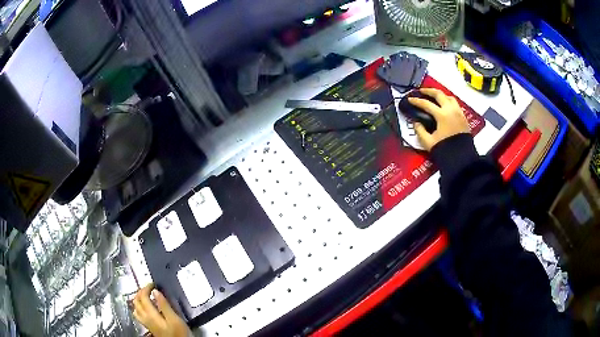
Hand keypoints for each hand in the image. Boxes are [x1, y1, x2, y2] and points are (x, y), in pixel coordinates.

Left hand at [133, 284, 190, 336]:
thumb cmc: (179, 333)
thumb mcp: (175, 319)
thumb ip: (164, 305)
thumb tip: (155, 291)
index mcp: (151, 314)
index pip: (142, 296)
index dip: (146, 288)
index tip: (153, 284)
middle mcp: (145, 318)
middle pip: (136, 301)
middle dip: (140, 291)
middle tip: (149, 287)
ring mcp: (146, 323)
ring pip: (135, 307)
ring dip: (138, 299)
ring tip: (145, 295)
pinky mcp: (149, 327)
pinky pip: (138, 314)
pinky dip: (139, 307)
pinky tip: (145, 308)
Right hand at [409, 88, 470, 151]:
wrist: (462, 160)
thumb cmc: (446, 150)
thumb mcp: (429, 142)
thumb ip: (420, 131)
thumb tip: (416, 123)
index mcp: (442, 115)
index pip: (426, 104)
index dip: (416, 101)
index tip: (410, 99)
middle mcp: (451, 110)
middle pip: (439, 94)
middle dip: (429, 91)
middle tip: (421, 91)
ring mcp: (459, 113)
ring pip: (449, 97)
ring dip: (441, 95)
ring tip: (434, 97)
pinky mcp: (464, 118)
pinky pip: (455, 104)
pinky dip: (448, 102)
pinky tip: (445, 107)